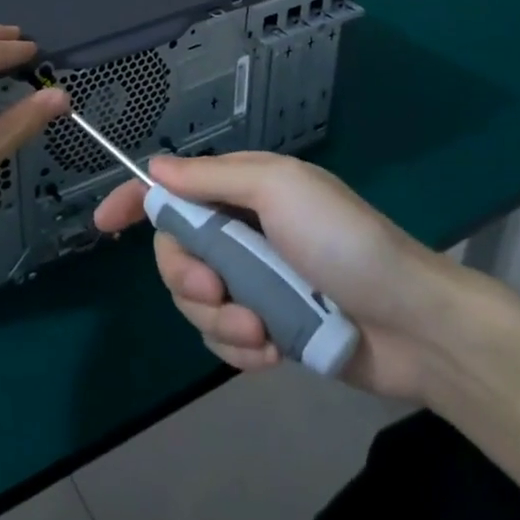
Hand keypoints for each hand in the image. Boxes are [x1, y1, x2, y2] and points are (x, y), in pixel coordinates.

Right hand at [93, 152, 467, 401]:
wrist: (415, 325)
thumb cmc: (344, 241)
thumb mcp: (278, 190)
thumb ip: (212, 180)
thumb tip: (154, 169)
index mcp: (241, 191)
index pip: (173, 189)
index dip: (134, 201)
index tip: (104, 224)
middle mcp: (240, 233)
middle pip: (175, 252)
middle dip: (187, 277)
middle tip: (218, 291)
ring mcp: (253, 283)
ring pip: (195, 302)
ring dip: (221, 321)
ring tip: (262, 332)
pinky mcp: (267, 329)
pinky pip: (223, 341)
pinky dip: (241, 349)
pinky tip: (274, 350)